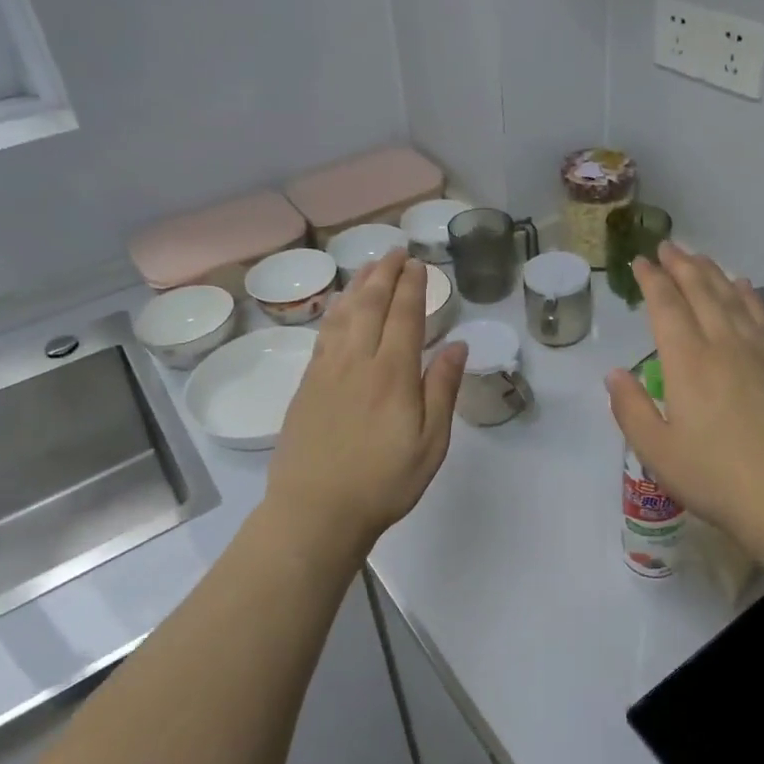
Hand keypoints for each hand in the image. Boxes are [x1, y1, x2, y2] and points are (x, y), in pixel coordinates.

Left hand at [265, 253, 467, 556]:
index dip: (412, 286)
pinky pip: (323, 334)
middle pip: (370, 305)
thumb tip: (457, 344)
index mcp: (392, 374)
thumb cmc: (383, 482)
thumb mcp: (431, 443)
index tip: (418, 263)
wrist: (315, 512)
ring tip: (369, 267)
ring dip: (358, 286)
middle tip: (394, 251)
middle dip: (384, 273)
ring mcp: (327, 371)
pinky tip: (340, 308)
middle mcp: (358, 361)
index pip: (404, 316)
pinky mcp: (306, 385)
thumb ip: (442, 389)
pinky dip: (336, 311)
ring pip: (343, 314)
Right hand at [606, 243, 763, 546]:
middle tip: (668, 246)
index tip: (642, 261)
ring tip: (700, 256)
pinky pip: (762, 318)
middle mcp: (722, 345)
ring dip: (713, 273)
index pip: (666, 307)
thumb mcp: (657, 452)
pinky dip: (749, 296)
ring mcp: (758, 354)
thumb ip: (631, 409)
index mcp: (687, 362)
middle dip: (682, 265)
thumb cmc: (717, 477)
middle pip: (701, 292)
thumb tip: (615, 373)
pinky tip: (745, 286)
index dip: (653, 281)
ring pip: (732, 298)